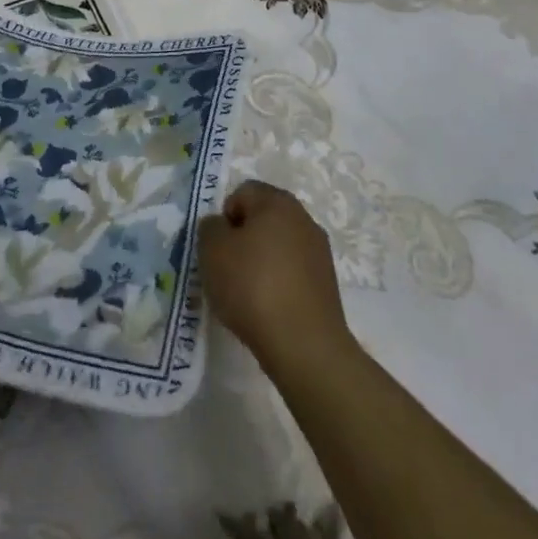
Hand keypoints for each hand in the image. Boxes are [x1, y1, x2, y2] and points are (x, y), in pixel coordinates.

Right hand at [198, 180, 354, 378]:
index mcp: (277, 201)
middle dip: (242, 240)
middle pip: (263, 219)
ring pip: (278, 247)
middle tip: (227, 270)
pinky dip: (278, 284)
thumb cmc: (253, 286)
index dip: (225, 217)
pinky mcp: (327, 284)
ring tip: (246, 296)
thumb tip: (221, 227)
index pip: (242, 193)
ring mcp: (319, 252)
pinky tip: (267, 310)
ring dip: (261, 263)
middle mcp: (303, 218)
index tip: (218, 248)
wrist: (304, 345)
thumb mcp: (212, 250)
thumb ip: (210, 227)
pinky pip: (292, 273)